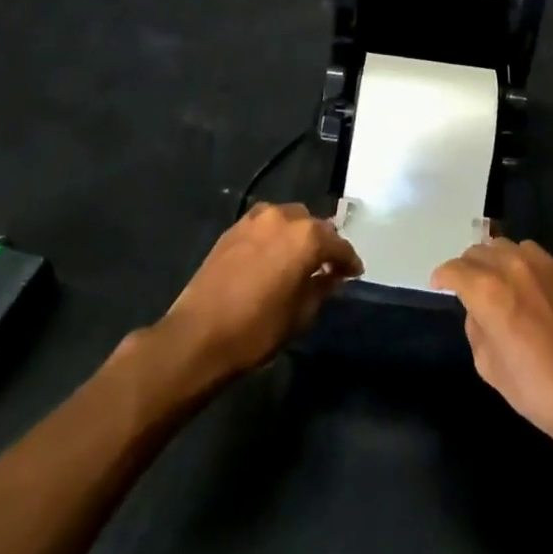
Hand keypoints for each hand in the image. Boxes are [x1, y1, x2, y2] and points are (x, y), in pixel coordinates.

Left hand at [157, 202, 362, 381]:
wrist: (198, 335)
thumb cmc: (257, 329)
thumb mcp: (301, 314)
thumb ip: (322, 288)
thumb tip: (331, 275)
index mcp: (307, 237)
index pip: (339, 245)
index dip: (349, 261)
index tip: (354, 273)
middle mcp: (284, 218)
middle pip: (314, 226)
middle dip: (323, 244)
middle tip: (325, 267)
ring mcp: (255, 220)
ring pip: (289, 219)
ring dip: (298, 235)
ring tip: (297, 259)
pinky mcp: (233, 229)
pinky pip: (264, 225)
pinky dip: (274, 236)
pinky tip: (272, 256)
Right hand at [431, 240, 552, 454]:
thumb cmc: (535, 388)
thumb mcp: (488, 365)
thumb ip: (475, 327)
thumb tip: (477, 310)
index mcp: (488, 291)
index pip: (455, 269)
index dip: (443, 277)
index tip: (439, 285)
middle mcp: (512, 267)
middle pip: (478, 251)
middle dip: (467, 267)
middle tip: (467, 286)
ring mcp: (542, 265)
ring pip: (505, 246)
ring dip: (494, 260)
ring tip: (496, 281)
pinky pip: (532, 254)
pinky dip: (520, 263)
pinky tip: (525, 285)